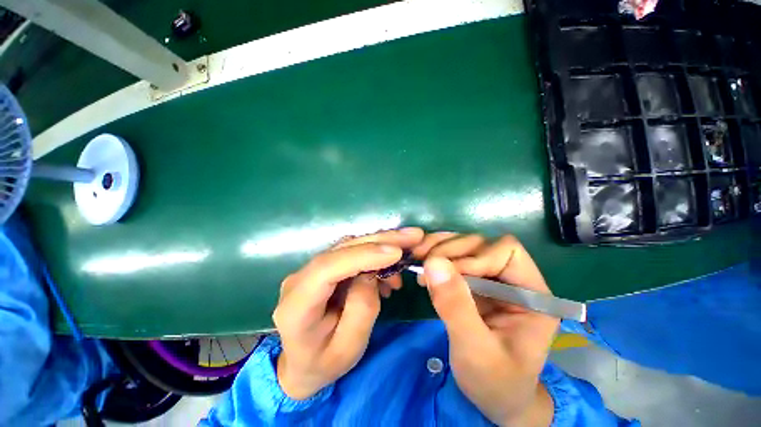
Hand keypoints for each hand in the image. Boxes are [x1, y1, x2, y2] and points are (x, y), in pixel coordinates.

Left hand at [273, 227, 423, 399]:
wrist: (301, 363)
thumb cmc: (323, 363)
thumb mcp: (349, 348)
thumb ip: (362, 309)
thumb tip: (372, 273)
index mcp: (297, 305)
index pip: (328, 268)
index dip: (363, 255)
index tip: (396, 252)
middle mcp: (299, 278)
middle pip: (341, 249)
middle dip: (380, 240)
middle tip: (412, 236)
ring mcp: (310, 269)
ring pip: (348, 246)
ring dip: (380, 245)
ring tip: (405, 255)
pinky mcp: (322, 267)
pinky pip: (351, 253)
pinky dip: (373, 254)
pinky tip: (388, 270)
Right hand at [413, 233, 557, 425]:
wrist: (494, 397)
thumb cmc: (494, 381)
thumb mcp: (475, 351)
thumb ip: (456, 307)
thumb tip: (433, 263)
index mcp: (532, 294)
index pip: (507, 252)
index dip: (475, 257)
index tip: (448, 275)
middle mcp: (513, 278)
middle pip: (482, 243)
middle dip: (451, 250)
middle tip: (424, 264)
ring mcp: (492, 277)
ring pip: (465, 245)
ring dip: (439, 248)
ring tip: (419, 259)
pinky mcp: (474, 281)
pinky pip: (454, 257)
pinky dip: (436, 255)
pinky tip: (424, 266)